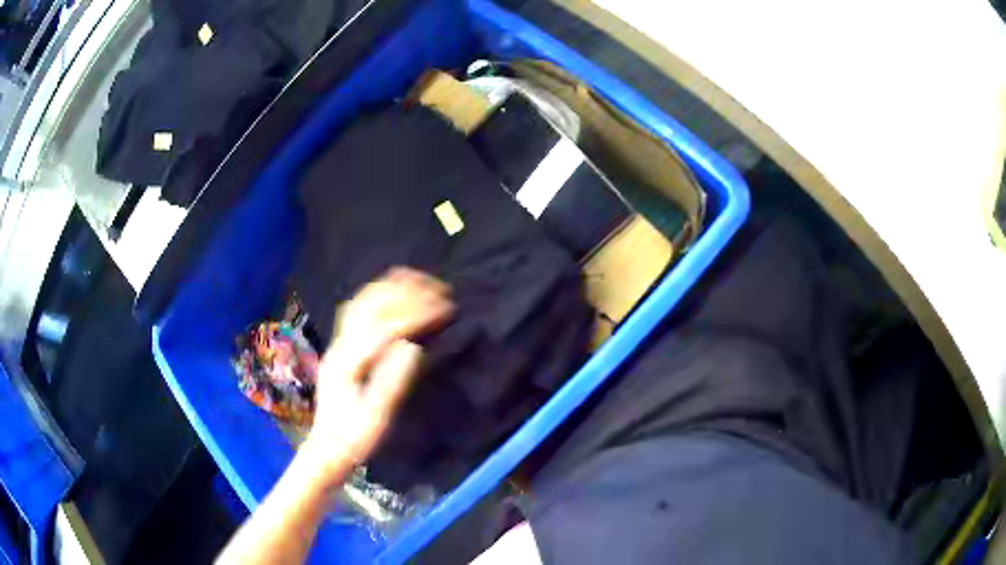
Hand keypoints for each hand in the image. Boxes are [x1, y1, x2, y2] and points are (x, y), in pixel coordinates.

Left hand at [302, 267, 453, 487]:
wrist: (326, 449)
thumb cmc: (354, 439)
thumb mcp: (375, 419)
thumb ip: (392, 383)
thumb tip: (414, 347)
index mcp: (348, 363)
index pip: (384, 328)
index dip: (416, 314)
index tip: (445, 308)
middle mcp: (340, 346)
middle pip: (370, 305)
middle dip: (406, 292)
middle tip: (440, 290)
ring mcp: (337, 344)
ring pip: (361, 302)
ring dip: (391, 287)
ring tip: (422, 281)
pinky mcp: (341, 347)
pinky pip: (357, 310)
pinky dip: (378, 294)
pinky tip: (395, 294)